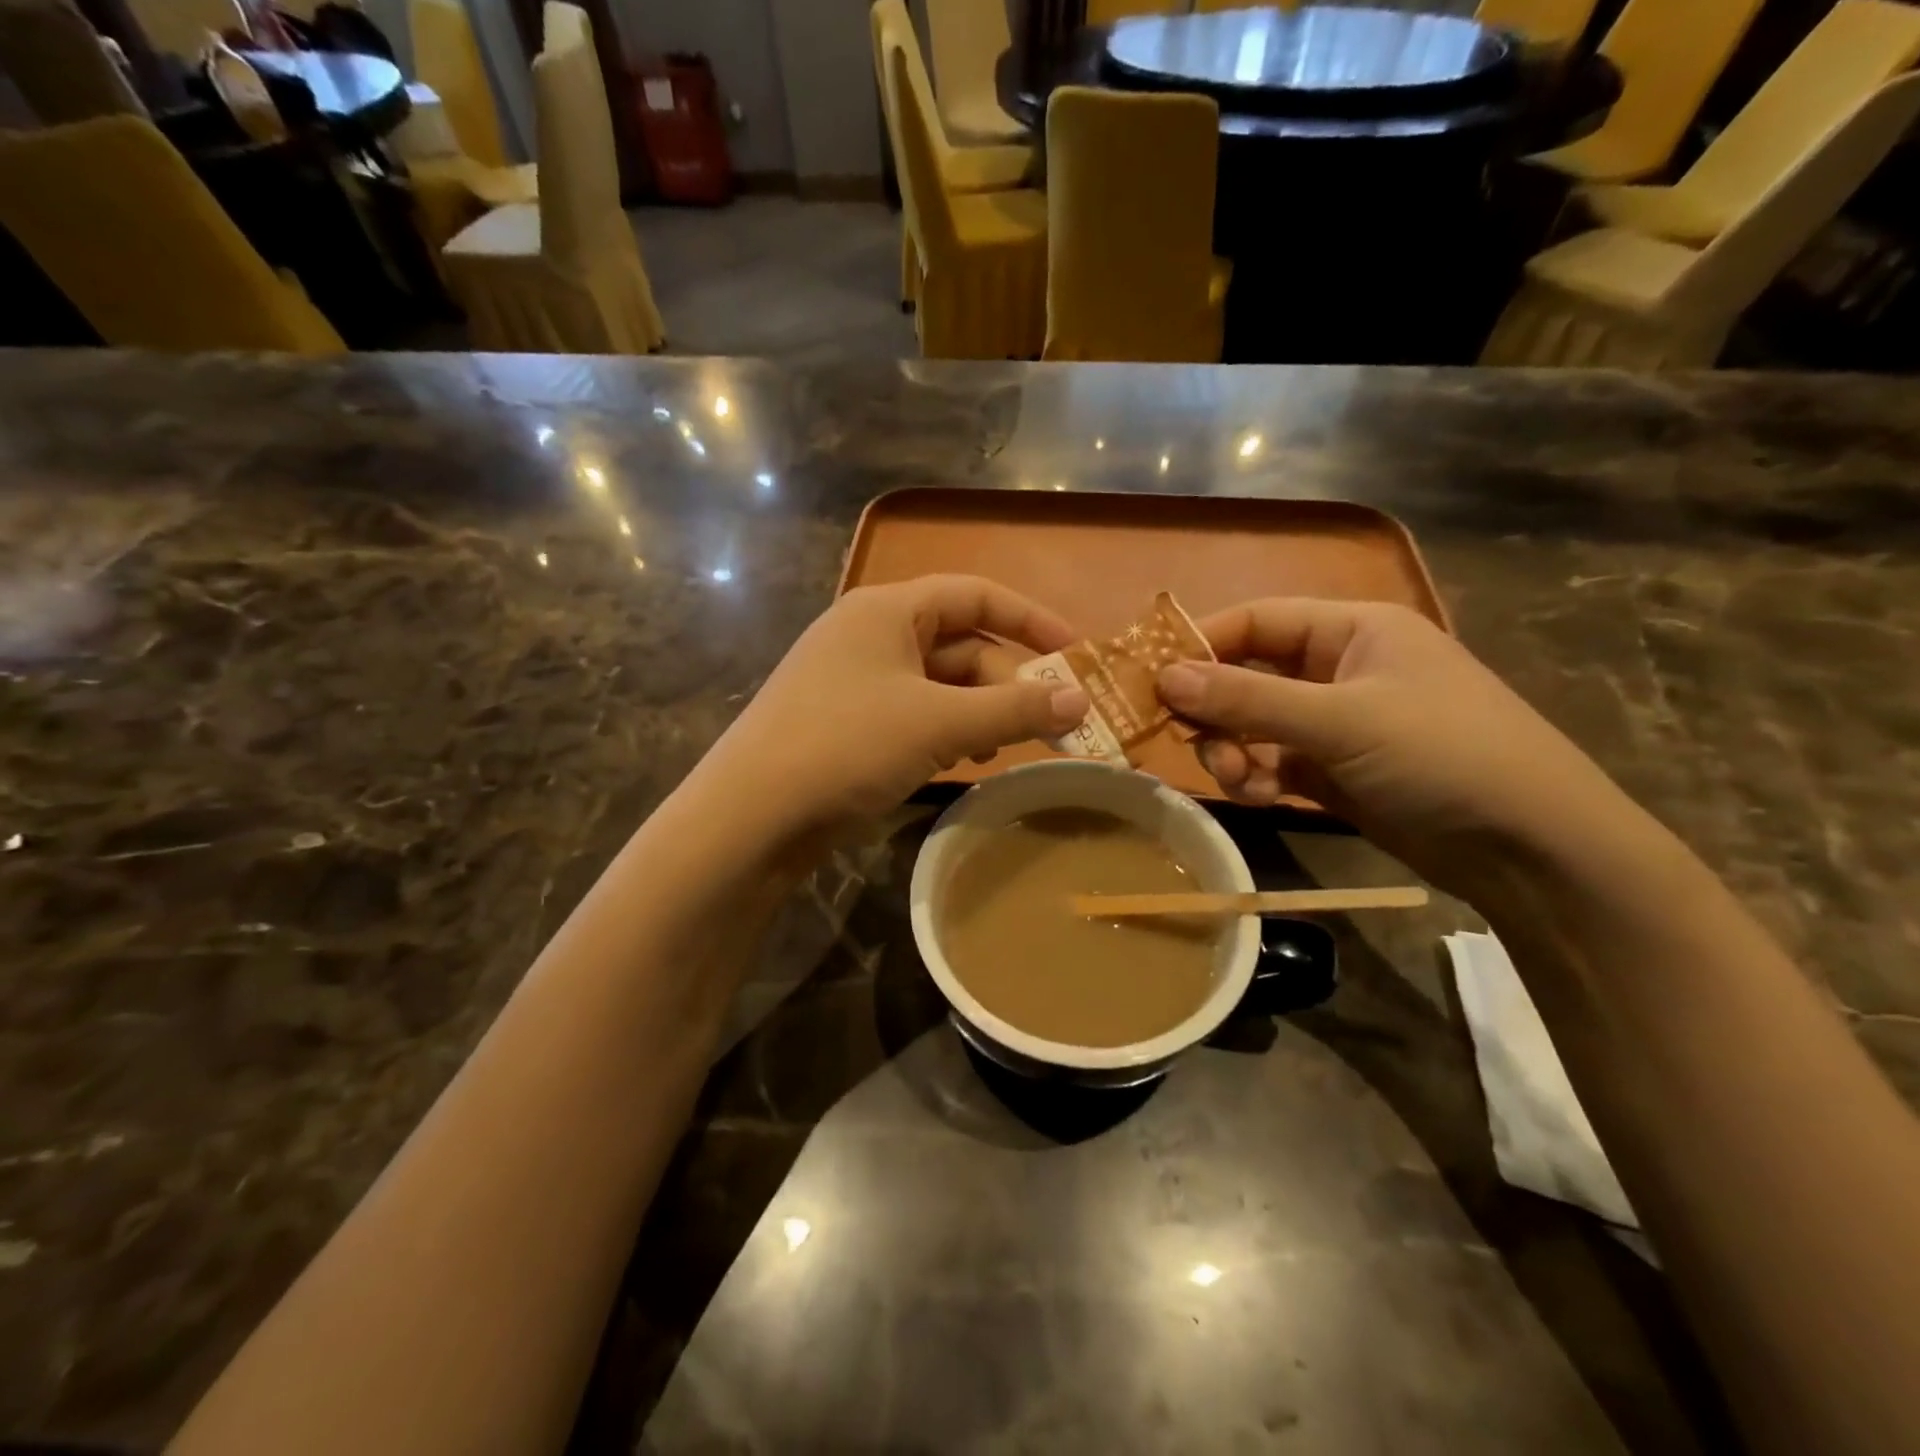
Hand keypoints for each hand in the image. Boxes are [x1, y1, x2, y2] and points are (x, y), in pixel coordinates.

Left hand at [702, 575, 1088, 835]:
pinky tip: (962, 761)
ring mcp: (856, 680)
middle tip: (1052, 721)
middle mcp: (871, 635)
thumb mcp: (939, 724)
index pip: (974, 594)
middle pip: (960, 644)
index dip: (1030, 618)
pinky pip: (915, 713)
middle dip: (1008, 680)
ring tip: (1004, 746)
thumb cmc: (847, 746)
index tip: (1075, 653)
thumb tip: (1081, 701)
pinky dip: (947, 731)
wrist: (751, 815)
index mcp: (888, 610)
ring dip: (980, 710)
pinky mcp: (848, 722)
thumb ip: (1013, 710)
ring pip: (939, 684)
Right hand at [1155, 599, 1634, 893]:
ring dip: (1234, 749)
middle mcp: (1341, 668)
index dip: (1201, 644)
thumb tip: (1163, 677)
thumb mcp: (1340, 721)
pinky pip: (1274, 761)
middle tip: (1189, 741)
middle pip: (1249, 674)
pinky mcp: (1337, 770)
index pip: (1256, 620)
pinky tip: (1258, 796)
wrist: (1533, 850)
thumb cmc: (1443, 756)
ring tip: (1235, 780)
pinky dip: (1257, 776)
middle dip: (1217, 710)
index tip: (1151, 679)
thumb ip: (1247, 699)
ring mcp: (1339, 722)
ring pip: (1256, 723)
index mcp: (1353, 630)